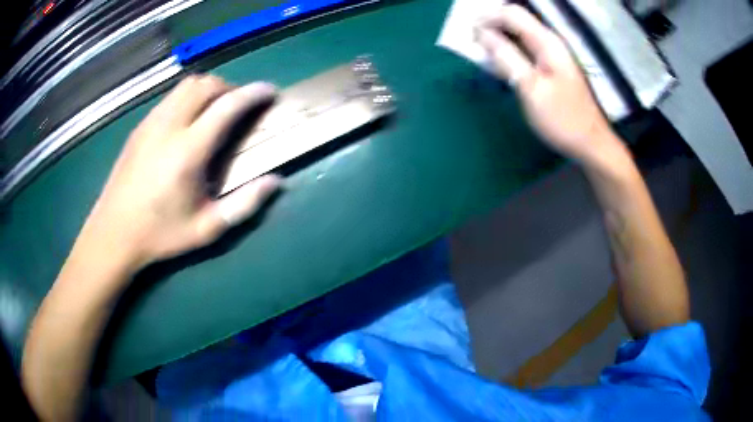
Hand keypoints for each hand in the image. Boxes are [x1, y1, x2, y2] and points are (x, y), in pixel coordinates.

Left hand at [85, 75, 280, 267]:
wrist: (114, 233)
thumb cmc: (160, 235)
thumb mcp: (207, 229)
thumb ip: (244, 205)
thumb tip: (276, 182)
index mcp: (188, 152)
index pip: (227, 106)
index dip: (253, 93)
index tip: (270, 92)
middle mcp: (169, 127)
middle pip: (206, 85)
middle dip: (231, 87)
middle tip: (240, 106)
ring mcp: (151, 123)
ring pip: (186, 86)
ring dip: (209, 89)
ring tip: (216, 110)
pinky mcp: (140, 127)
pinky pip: (170, 98)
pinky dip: (188, 98)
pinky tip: (188, 122)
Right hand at [476, 5, 617, 162]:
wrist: (589, 143)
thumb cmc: (563, 118)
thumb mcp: (531, 88)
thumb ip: (506, 57)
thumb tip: (482, 35)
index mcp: (547, 42)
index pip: (512, 14)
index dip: (487, 17)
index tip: (467, 32)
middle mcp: (548, 42)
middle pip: (514, 20)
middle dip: (490, 26)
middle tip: (471, 43)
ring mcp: (550, 55)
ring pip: (517, 35)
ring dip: (496, 39)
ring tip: (479, 53)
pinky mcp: (549, 68)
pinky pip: (523, 51)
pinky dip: (507, 53)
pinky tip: (497, 65)